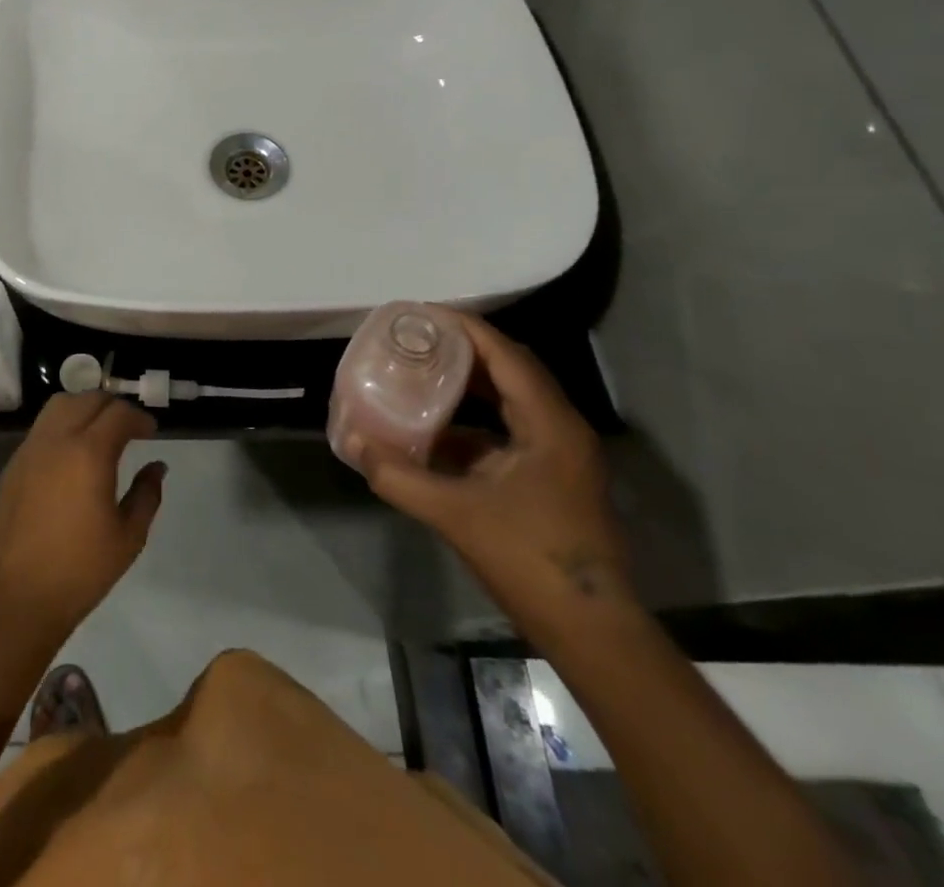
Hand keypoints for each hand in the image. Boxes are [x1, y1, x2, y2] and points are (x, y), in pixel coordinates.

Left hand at [0, 392, 164, 640]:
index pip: (118, 413)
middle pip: (88, 399)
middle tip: (130, 429)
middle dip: (113, 407)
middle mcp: (57, 439)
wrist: (16, 596)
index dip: (139, 418)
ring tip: (100, 432)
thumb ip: (146, 494)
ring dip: (84, 408)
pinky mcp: (14, 463)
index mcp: (89, 453)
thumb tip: (156, 467)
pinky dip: (63, 424)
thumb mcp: (128, 537)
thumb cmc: (80, 570)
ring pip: (60, 404)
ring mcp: (31, 448)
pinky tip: (73, 453)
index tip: (151, 433)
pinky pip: (42, 427)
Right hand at [344, 311, 634, 639]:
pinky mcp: (551, 477)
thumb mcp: (455, 514)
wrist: (591, 631)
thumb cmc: (530, 560)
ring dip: (469, 384)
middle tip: (417, 338)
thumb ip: (399, 476)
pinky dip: (474, 420)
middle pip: (511, 369)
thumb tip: (352, 443)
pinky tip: (437, 428)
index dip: (465, 328)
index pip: (505, 355)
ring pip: (511, 400)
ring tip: (422, 371)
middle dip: (464, 349)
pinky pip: (509, 429)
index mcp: (549, 424)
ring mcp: (559, 454)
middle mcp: (560, 428)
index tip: (422, 313)